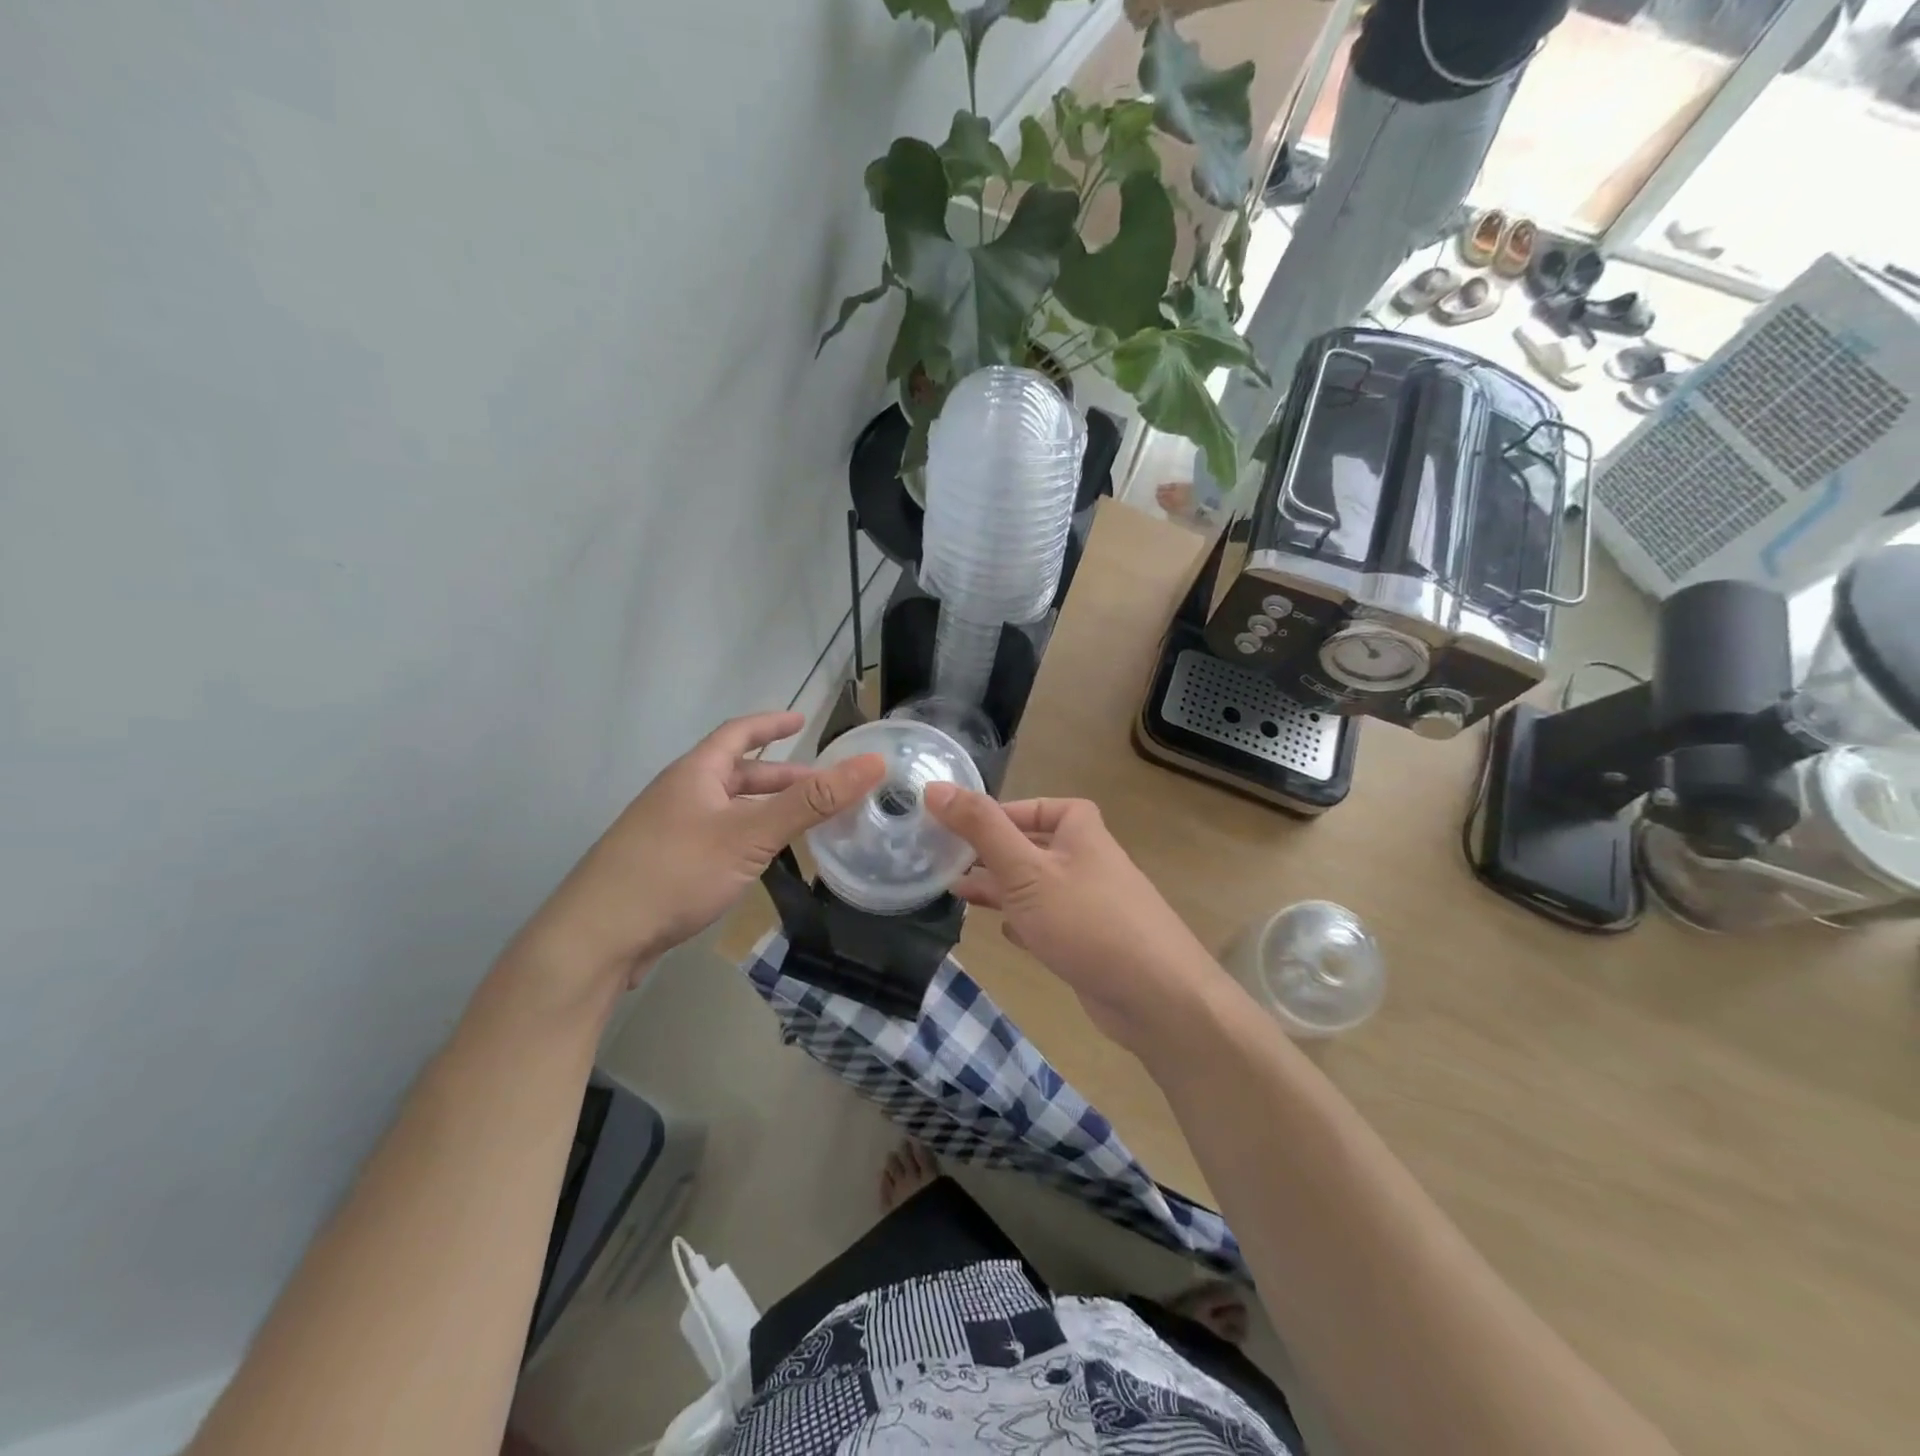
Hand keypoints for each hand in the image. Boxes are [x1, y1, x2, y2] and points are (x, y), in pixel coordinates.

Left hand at [514, 712, 883, 995]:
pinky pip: (715, 838)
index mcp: (695, 773)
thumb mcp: (751, 834)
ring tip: (800, 825)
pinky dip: (744, 839)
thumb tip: (870, 764)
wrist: (596, 938)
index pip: (738, 733)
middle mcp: (678, 794)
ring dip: (763, 811)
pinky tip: (758, 862)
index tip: (802, 721)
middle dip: (779, 778)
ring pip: (726, 810)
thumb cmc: (676, 872)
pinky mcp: (663, 866)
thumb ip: (812, 802)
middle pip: (736, 774)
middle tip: (821, 788)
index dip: (771, 724)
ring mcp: (666, 832)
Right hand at [923, 786, 1225, 1051]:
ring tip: (957, 894)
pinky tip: (1003, 931)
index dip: (996, 815)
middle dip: (990, 854)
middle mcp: (1088, 860)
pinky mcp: (1091, 942)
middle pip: (1032, 847)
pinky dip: (1025, 922)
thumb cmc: (1085, 919)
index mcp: (1080, 830)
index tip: (956, 828)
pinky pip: (1050, 922)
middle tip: (945, 862)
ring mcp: (1091, 903)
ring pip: (1037, 887)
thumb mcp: (1025, 868)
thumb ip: (980, 828)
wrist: (1156, 997)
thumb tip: (935, 787)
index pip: (1034, 807)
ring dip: (1001, 889)